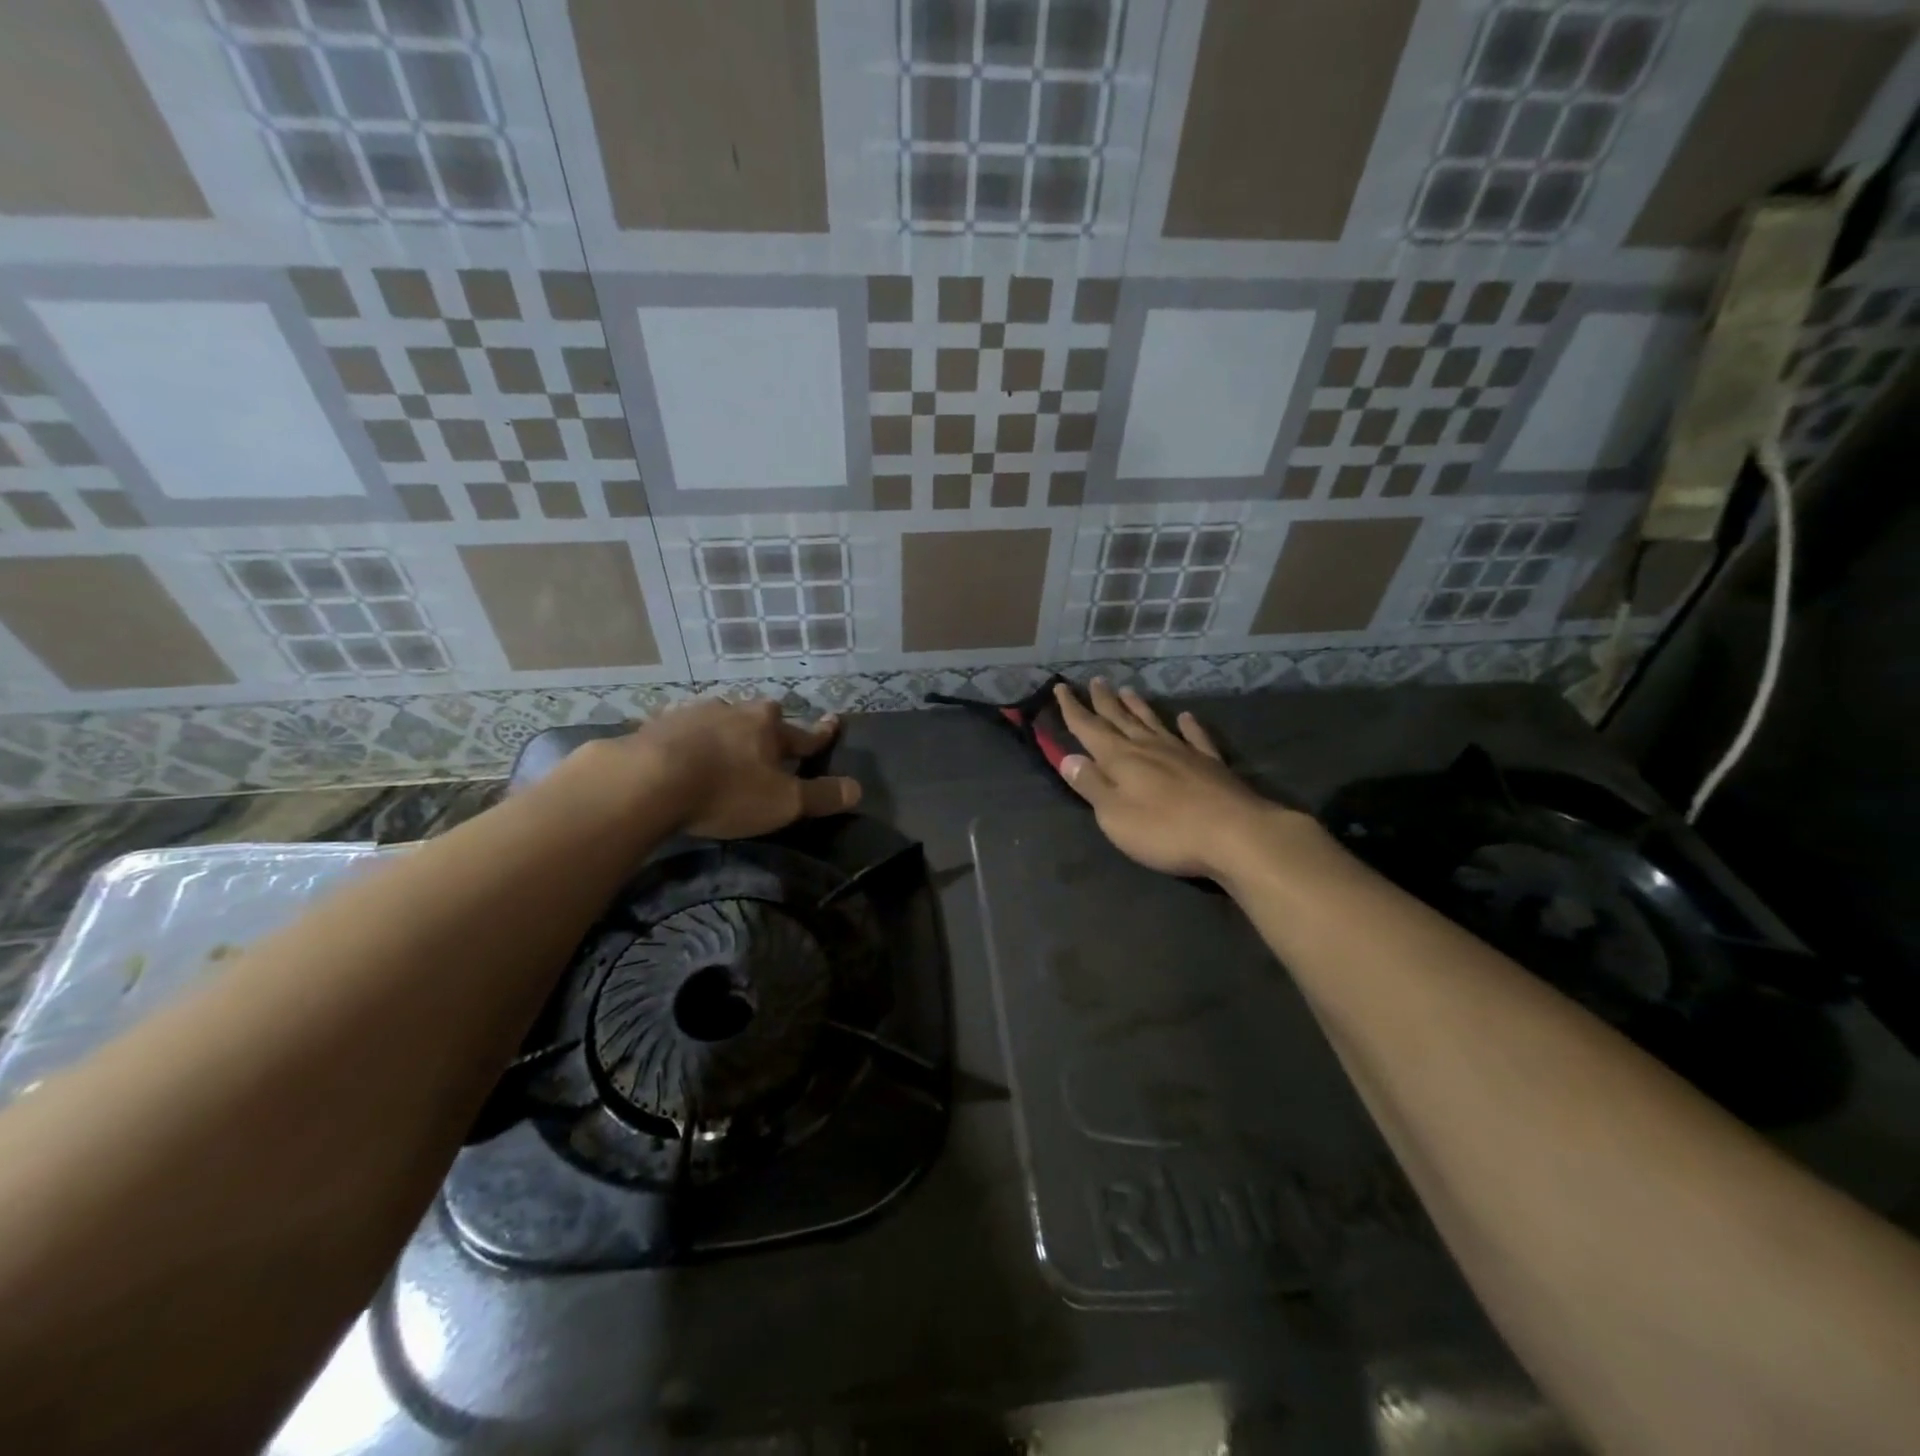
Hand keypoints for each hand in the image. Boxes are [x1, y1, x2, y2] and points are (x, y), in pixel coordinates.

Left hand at [578, 698, 861, 838]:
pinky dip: (687, 737)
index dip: (822, 733)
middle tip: (769, 738)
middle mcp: (734, 711)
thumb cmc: (726, 791)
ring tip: (723, 742)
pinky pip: (680, 727)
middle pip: (760, 715)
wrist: (647, 780)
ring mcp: (692, 714)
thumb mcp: (783, 802)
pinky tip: (680, 746)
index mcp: (768, 726)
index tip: (835, 721)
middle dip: (768, 726)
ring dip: (725, 729)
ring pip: (719, 717)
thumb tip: (858, 789)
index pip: (804, 733)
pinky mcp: (657, 725)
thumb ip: (821, 796)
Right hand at [1053, 680, 1293, 879]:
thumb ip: (1091, 785)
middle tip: (1094, 681)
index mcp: (1120, 759)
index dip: (1072, 709)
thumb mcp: (1114, 815)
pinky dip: (1188, 726)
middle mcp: (1148, 747)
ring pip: (1153, 722)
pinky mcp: (1210, 764)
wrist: (1234, 833)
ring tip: (1127, 690)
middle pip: (1120, 719)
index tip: (1060, 688)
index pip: (1089, 728)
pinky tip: (1185, 717)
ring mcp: (1182, 752)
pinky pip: (1195, 737)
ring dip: (1137, 706)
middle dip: (1103, 701)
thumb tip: (1068, 758)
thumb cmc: (1164, 830)